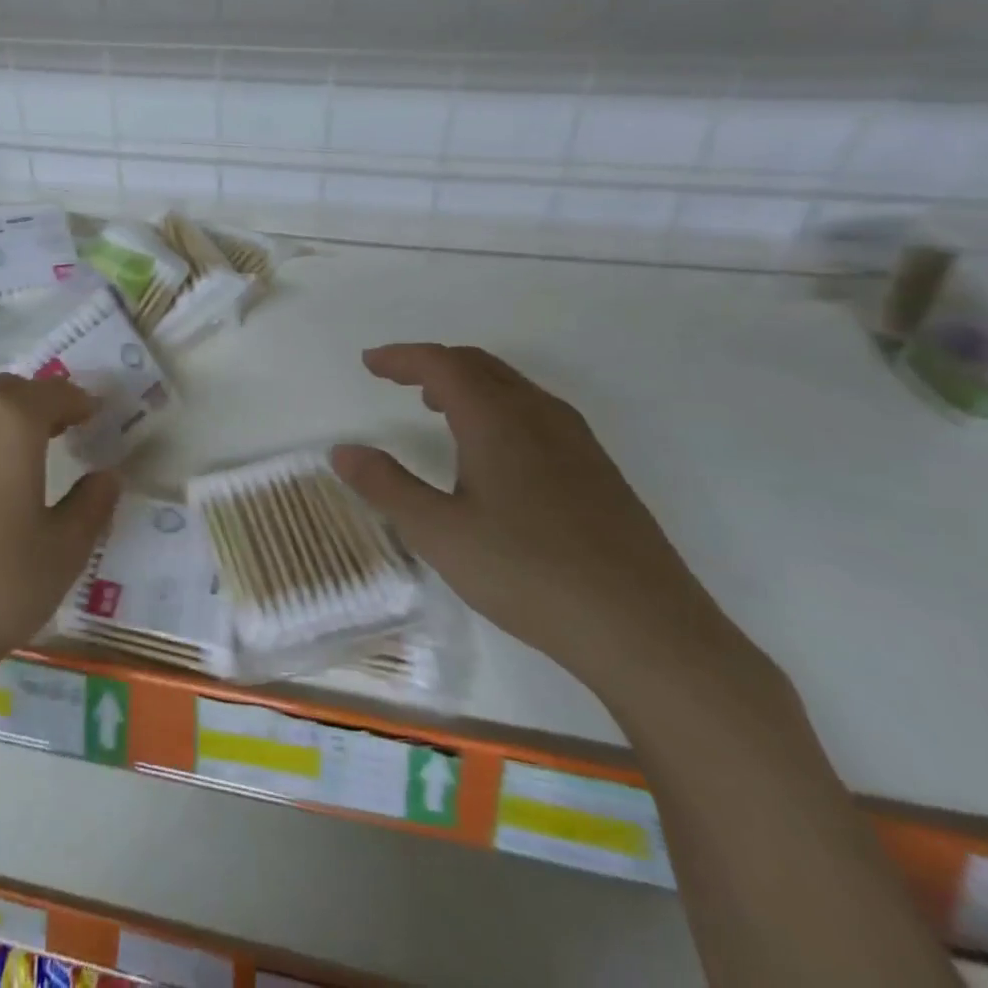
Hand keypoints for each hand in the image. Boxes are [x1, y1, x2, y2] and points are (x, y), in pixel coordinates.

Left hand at [0, 374, 119, 693]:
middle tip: (60, 431)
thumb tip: (105, 477)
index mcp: (8, 421)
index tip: (95, 415)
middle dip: (37, 404)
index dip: (79, 401)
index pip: (54, 392)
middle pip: (7, 391)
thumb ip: (92, 504)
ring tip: (15, 460)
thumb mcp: (63, 550)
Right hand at [332, 345, 746, 705]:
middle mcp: (538, 414)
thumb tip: (342, 451)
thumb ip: (386, 486)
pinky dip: (498, 405)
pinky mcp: (598, 469)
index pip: (440, 364)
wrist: (645, 630)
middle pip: (478, 365)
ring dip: (467, 383)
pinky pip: (536, 411)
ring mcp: (576, 440)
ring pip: (512, 386)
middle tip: (396, 378)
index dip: (401, 357)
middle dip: (432, 363)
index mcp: (496, 419)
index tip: (369, 363)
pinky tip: (494, 450)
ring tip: (437, 406)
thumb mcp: (439, 534)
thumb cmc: (528, 574)